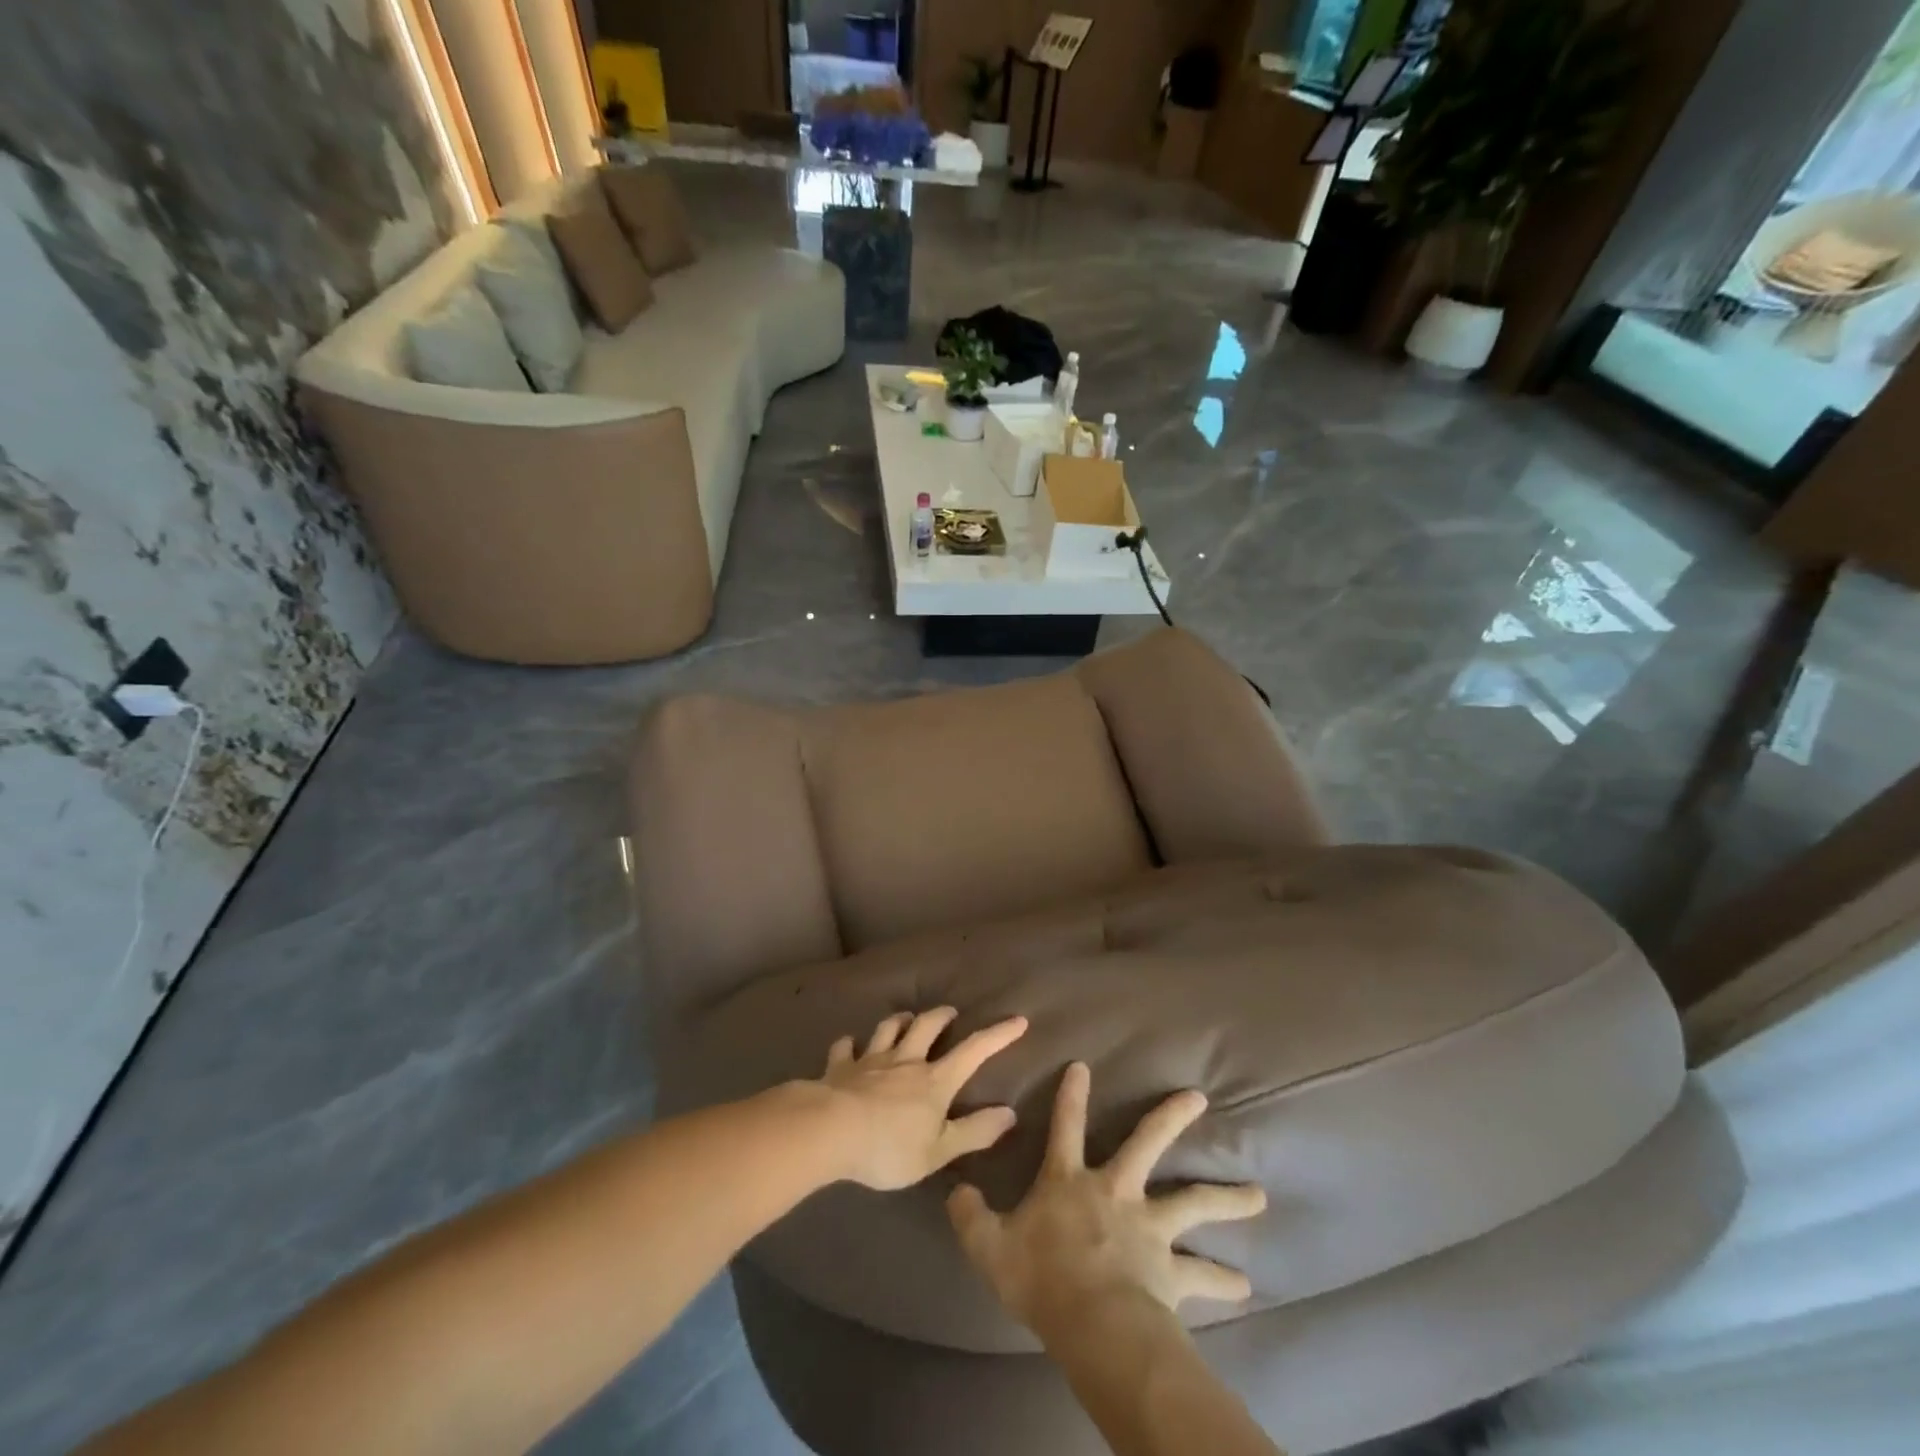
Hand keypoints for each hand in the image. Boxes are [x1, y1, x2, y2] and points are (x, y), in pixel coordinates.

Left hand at [815, 1007, 1028, 1190]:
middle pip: (926, 1027)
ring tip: (905, 1018)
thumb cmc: (889, 1147)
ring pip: (887, 1029)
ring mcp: (870, 1060)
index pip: (973, 1052)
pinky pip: (845, 1048)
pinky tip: (849, 1044)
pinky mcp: (840, 1067)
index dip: (997, 1036)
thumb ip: (974, 1132)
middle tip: (950, 1012)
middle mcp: (905, 1061)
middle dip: (941, 1017)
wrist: (830, 1131)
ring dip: (899, 1021)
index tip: (1017, 1020)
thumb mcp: (939, 1150)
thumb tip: (1010, 1113)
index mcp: (934, 1081)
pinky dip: (849, 1044)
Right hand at [947, 1061, 1265, 1339]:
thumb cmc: (1041, 1278)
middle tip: (1198, 1097)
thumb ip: (970, 1216)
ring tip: (1259, 1196)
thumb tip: (954, 1190)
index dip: (1071, 1095)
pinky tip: (1244, 1284)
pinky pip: (1200, 1274)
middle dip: (1171, 1116)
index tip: (1082, 1065)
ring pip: (1193, 1202)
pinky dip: (1222, 1278)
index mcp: (1070, 1181)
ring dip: (1227, 1197)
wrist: (1095, 1324)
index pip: (1065, 1126)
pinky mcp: (1171, 1270)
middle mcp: (1116, 1191)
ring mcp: (1149, 1227)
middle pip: (1147, 1143)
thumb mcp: (989, 1247)